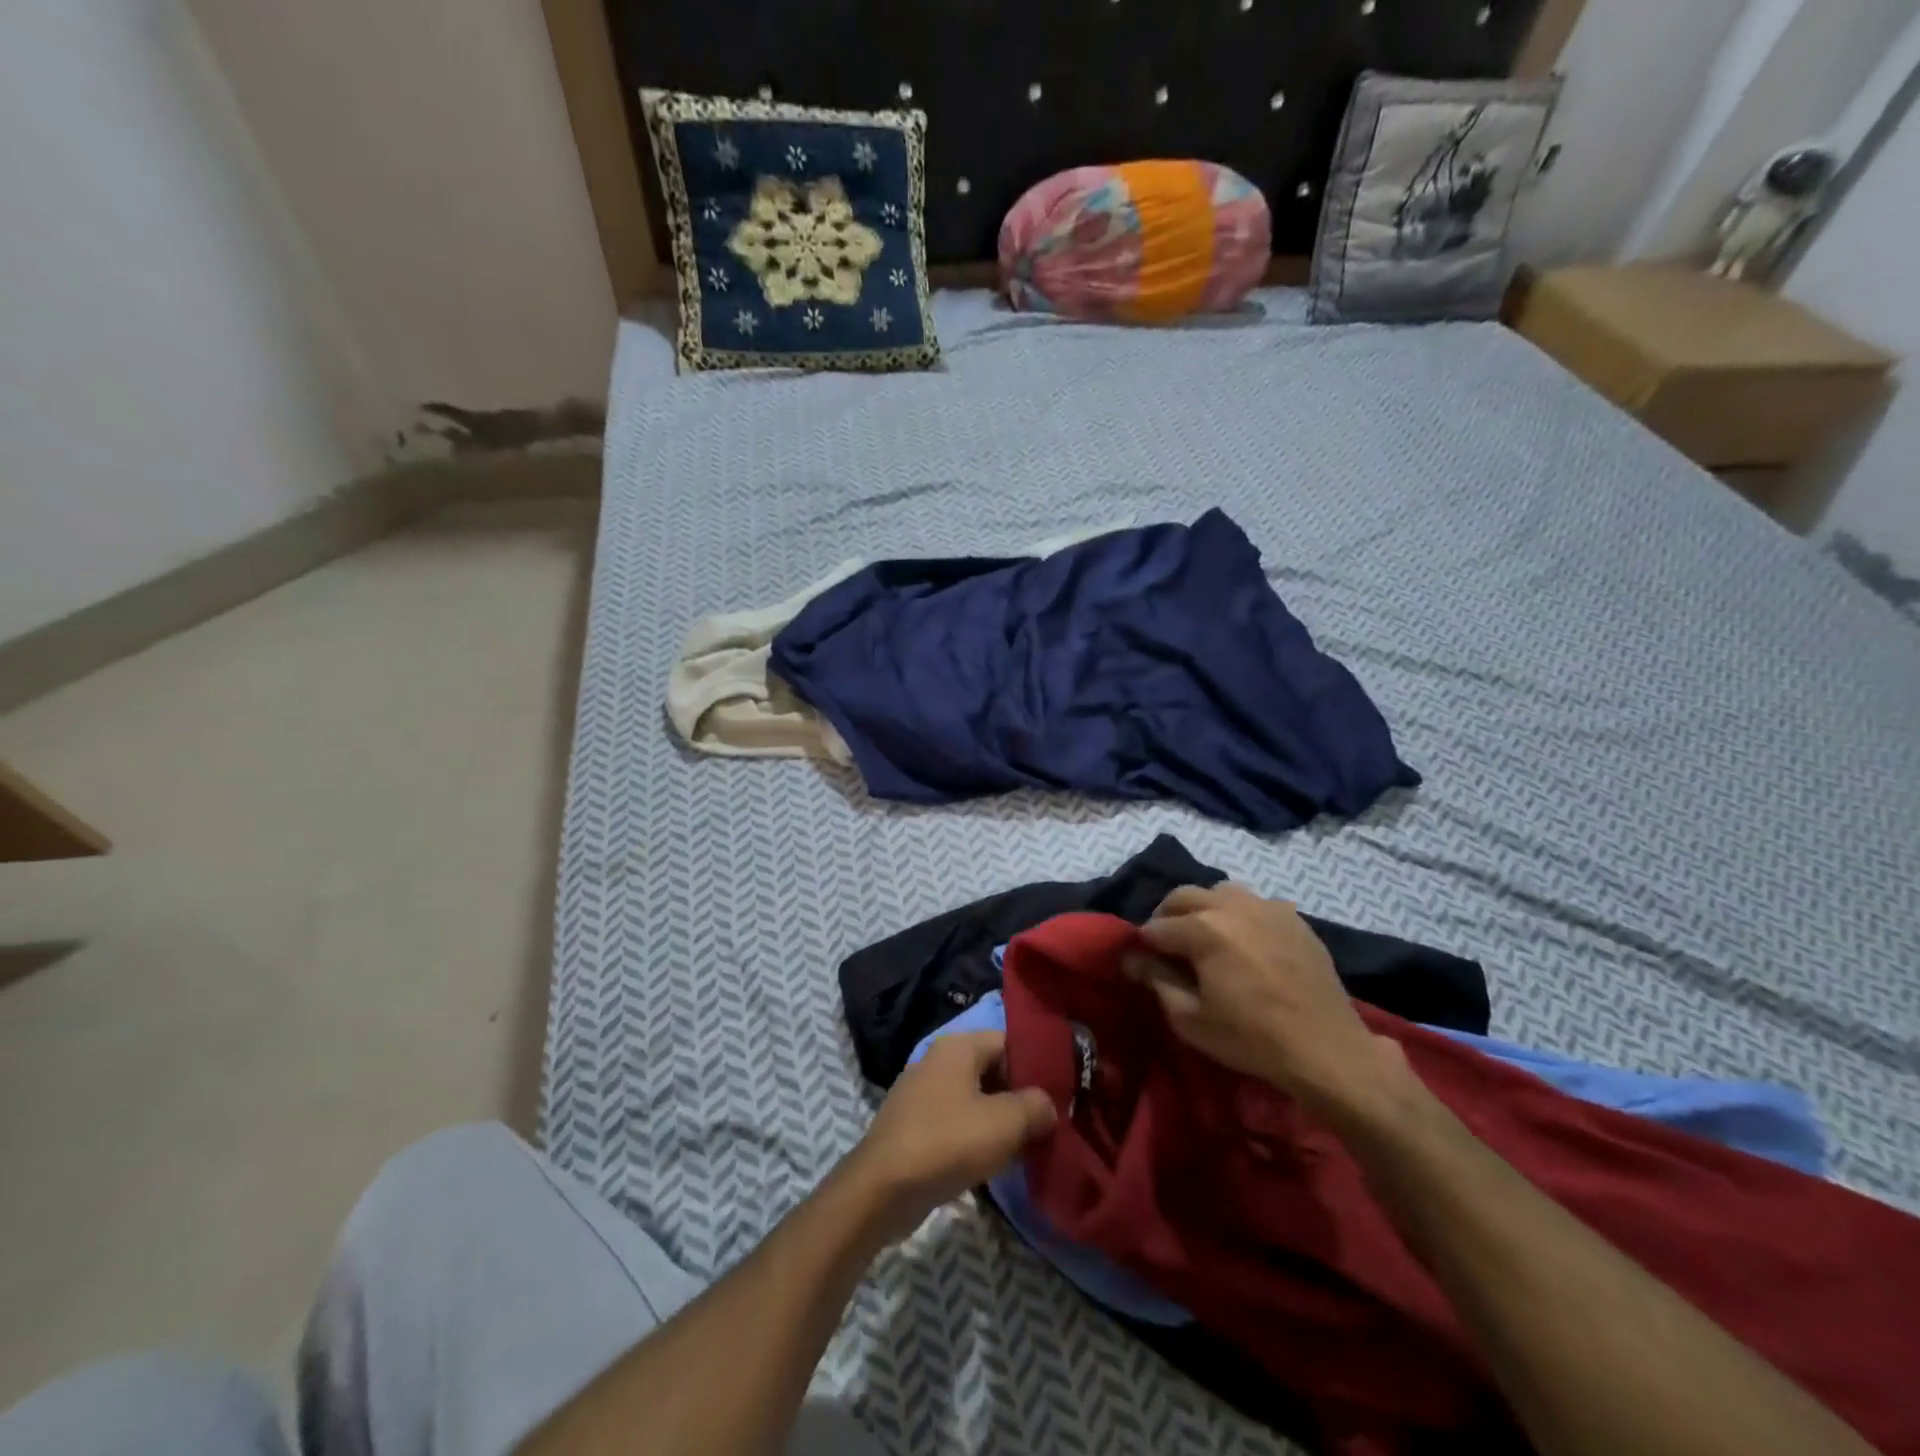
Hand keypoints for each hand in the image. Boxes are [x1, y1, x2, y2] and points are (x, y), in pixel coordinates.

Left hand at [846, 1031, 1056, 1242]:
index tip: (1061, 1094)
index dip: (1036, 1066)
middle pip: (991, 1070)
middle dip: (1019, 1096)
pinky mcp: (913, 1126)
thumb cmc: (948, 1142)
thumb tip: (1048, 1105)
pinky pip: (955, 1122)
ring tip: (1027, 1147)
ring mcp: (921, 1094)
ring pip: (974, 1099)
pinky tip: (993, 1163)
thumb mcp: (1005, 1123)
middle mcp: (937, 1060)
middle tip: (1048, 1124)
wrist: (882, 1189)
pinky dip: (976, 1137)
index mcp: (957, 1046)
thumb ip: (1035, 1107)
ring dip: (999, 1121)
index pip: (1008, 1042)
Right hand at [1124, 884, 1407, 1123]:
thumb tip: (1133, 958)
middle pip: (1183, 896)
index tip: (1143, 964)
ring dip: (1203, 908)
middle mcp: (1231, 905)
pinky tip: (1246, 943)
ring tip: (1207, 938)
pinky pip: (1255, 903)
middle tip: (1168, 947)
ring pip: (1219, 891)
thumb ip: (1156, 981)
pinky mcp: (1293, 917)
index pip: (1155, 928)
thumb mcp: (1190, 1019)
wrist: (1327, 1049)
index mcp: (1202, 928)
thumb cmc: (1252, 1038)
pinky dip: (1239, 915)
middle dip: (1167, 917)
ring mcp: (1266, 906)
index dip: (1143, 946)